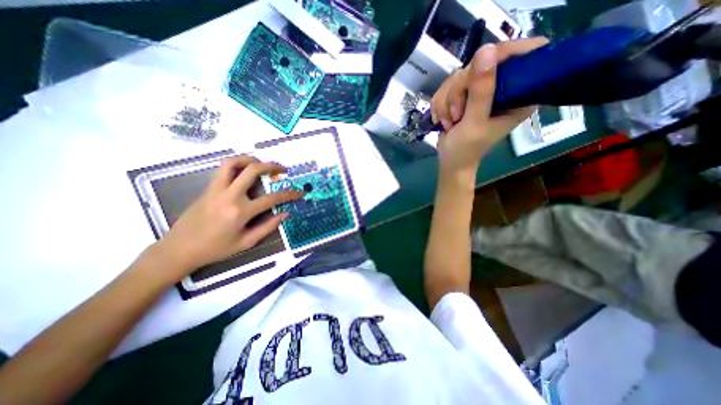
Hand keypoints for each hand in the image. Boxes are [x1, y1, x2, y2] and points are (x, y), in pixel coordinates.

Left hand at [149, 155, 301, 280]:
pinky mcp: (208, 188)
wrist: (179, 249)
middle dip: (272, 166)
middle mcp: (230, 195)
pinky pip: (223, 169)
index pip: (272, 198)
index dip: (289, 194)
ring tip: (262, 164)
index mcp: (241, 212)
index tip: (299, 192)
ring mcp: (216, 189)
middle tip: (282, 170)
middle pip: (253, 170)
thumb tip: (285, 213)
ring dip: (251, 159)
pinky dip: (237, 165)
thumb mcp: (246, 242)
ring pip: (233, 163)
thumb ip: (268, 227)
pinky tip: (245, 171)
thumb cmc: (215, 249)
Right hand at [430, 36, 550, 174]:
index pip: (523, 54)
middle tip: (457, 115)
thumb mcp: (475, 122)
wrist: (450, 161)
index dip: (501, 55)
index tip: (478, 72)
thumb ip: (481, 91)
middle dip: (460, 90)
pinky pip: (446, 86)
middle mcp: (503, 87)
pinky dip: (440, 104)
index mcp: (520, 94)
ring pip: (459, 75)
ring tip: (450, 122)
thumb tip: (486, 51)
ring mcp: (481, 90)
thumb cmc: (466, 149)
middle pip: (481, 63)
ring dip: (447, 101)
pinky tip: (443, 119)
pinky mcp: (464, 95)